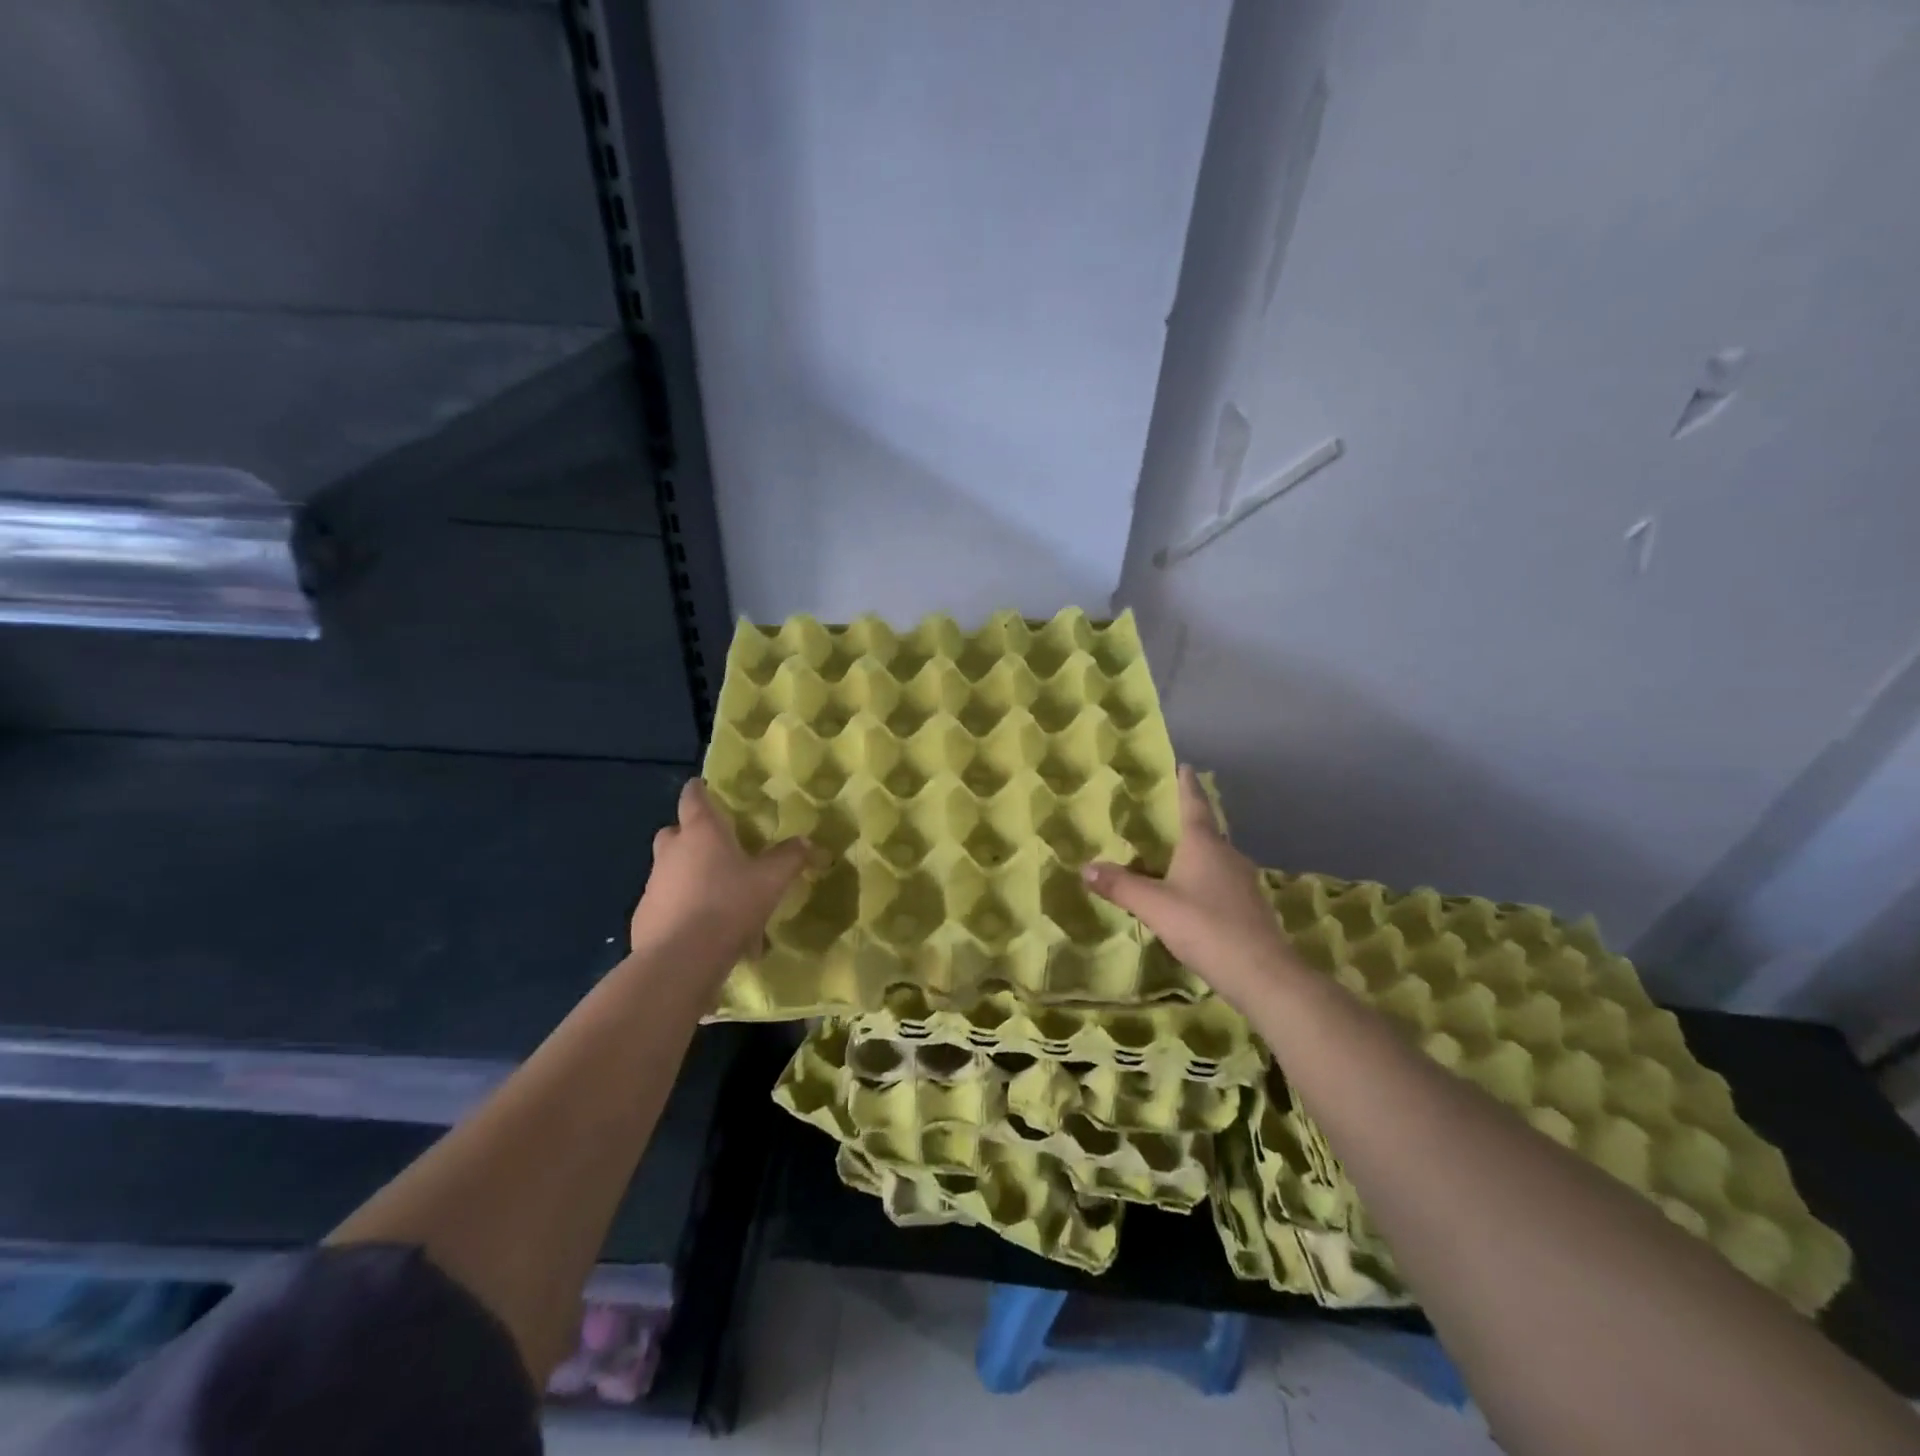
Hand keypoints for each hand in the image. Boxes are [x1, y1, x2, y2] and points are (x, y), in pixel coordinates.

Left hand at [629, 780, 811, 971]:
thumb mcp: (771, 880)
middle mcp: (672, 851)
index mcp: (701, 832)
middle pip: (675, 832)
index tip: (704, 787)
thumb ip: (789, 857)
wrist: (681, 960)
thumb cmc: (728, 905)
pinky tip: (704, 931)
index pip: (693, 797)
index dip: (699, 790)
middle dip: (691, 835)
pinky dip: (682, 909)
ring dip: (689, 876)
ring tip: (719, 899)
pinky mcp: (644, 916)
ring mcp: (654, 884)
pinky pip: (667, 903)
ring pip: (671, 870)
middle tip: (716, 848)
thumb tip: (806, 842)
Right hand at [1081, 765, 1299, 1009]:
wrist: (1263, 974)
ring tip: (1169, 856)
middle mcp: (1227, 855)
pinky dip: (1202, 879)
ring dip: (1194, 852)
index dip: (1186, 784)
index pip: (1194, 804)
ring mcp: (1242, 881)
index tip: (1183, 766)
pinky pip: (1220, 881)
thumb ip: (1120, 886)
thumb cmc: (1206, 927)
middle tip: (1162, 815)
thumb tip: (1086, 867)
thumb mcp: (1154, 906)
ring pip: (1214, 857)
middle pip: (1205, 829)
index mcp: (1205, 844)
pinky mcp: (1249, 906)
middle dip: (1186, 820)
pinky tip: (1189, 895)